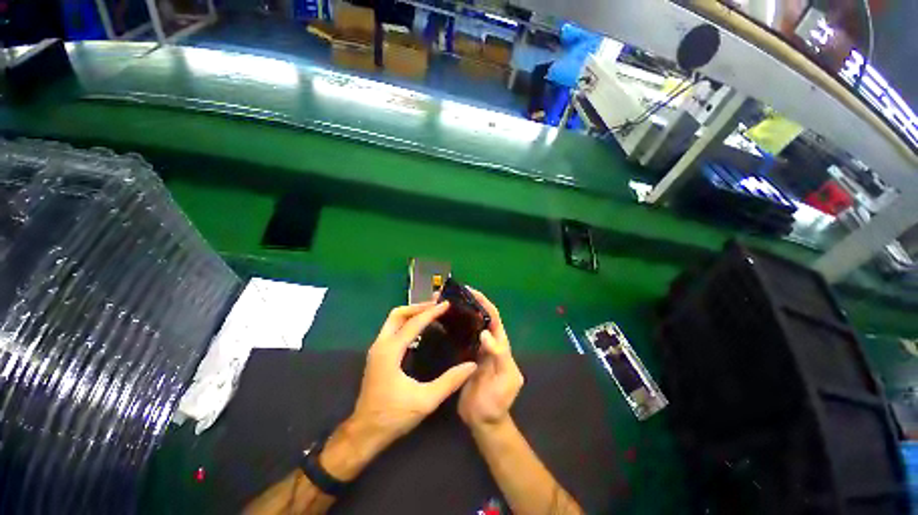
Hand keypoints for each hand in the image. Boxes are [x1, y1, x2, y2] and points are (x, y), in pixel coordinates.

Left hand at [349, 301, 478, 452]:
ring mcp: (377, 349)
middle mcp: (380, 345)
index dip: (431, 312)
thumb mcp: (425, 401)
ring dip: (411, 313)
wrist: (365, 433)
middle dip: (417, 307)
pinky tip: (420, 329)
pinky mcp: (378, 355)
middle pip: (397, 314)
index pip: (413, 324)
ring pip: (393, 320)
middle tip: (436, 306)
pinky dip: (407, 323)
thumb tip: (471, 365)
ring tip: (431, 313)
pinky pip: (392, 329)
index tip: (446, 304)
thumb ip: (450, 382)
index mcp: (390, 352)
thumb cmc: (393, 416)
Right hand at [458, 288, 523, 429]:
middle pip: (479, 318)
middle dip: (469, 304)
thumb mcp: (505, 379)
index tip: (470, 291)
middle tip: (452, 295)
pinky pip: (459, 338)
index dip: (484, 302)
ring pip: (469, 326)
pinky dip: (453, 328)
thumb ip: (499, 355)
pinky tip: (441, 324)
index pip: (493, 317)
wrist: (483, 422)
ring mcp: (475, 349)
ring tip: (444, 304)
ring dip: (460, 314)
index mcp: (500, 345)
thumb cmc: (498, 401)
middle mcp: (488, 343)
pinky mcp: (464, 357)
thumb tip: (485, 333)